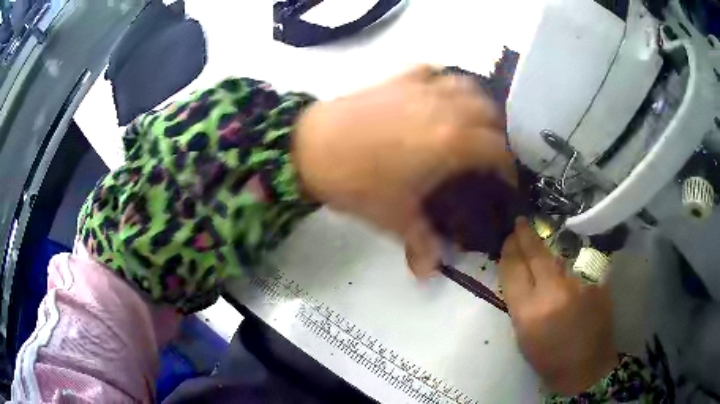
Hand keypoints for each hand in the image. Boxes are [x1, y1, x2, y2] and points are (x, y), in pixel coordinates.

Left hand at [293, 65, 514, 276]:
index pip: (498, 150)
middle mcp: (446, 107)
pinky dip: (446, 82)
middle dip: (499, 134)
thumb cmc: (356, 182)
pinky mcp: (399, 78)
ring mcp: (422, 87)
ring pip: (468, 86)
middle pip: (491, 113)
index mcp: (452, 141)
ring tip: (473, 123)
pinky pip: (435, 72)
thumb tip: (428, 273)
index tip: (507, 182)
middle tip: (490, 154)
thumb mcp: (393, 217)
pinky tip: (440, 96)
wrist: (310, 147)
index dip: (508, 168)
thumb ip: (419, 244)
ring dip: (479, 104)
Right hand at [498, 218, 617, 394]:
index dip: (509, 251)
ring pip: (557, 255)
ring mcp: (578, 284)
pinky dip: (567, 259)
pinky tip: (565, 258)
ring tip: (539, 236)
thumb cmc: (548, 358)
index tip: (508, 239)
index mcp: (528, 312)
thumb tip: (520, 273)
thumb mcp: (523, 335)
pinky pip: (576, 263)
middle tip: (520, 222)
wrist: (586, 366)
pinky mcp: (596, 281)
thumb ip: (520, 302)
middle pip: (536, 255)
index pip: (513, 270)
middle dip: (525, 236)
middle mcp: (553, 293)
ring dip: (546, 245)